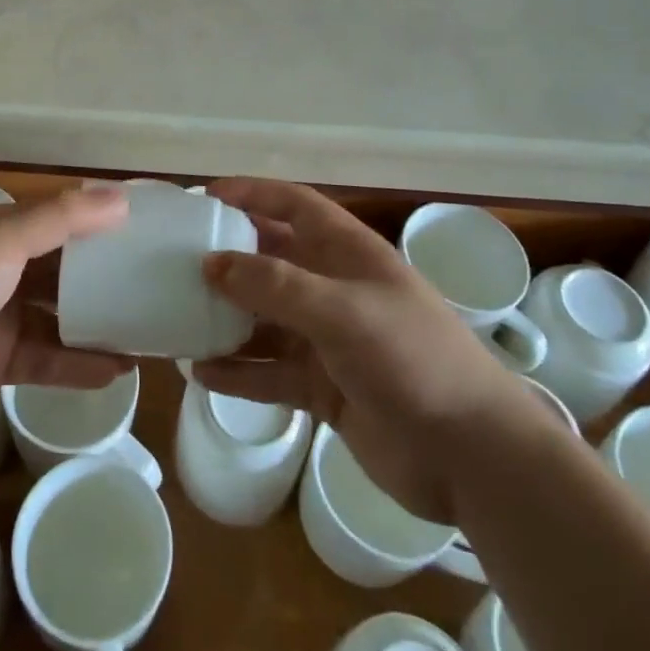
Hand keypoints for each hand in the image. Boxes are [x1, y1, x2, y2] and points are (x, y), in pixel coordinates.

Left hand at [0, 186, 132, 437]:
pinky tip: (116, 371)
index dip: (97, 222)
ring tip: (145, 332)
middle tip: (153, 284)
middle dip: (102, 277)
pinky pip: (45, 361)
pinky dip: (78, 365)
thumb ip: (62, 218)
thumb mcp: (3, 239)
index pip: (57, 219)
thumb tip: (123, 197)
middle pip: (61, 271)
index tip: (144, 228)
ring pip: (58, 318)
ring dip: (97, 325)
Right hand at [194, 178, 536, 523]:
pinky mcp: (325, 388)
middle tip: (176, 262)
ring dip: (227, 319)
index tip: (203, 199)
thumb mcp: (341, 311)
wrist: (473, 456)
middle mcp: (335, 288)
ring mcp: (329, 340)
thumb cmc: (411, 358)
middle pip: (272, 260)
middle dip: (229, 259)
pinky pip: (271, 372)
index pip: (294, 205)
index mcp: (348, 253)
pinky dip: (239, 372)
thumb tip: (211, 263)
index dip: (251, 194)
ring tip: (178, 317)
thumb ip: (274, 285)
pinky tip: (201, 374)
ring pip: (265, 319)